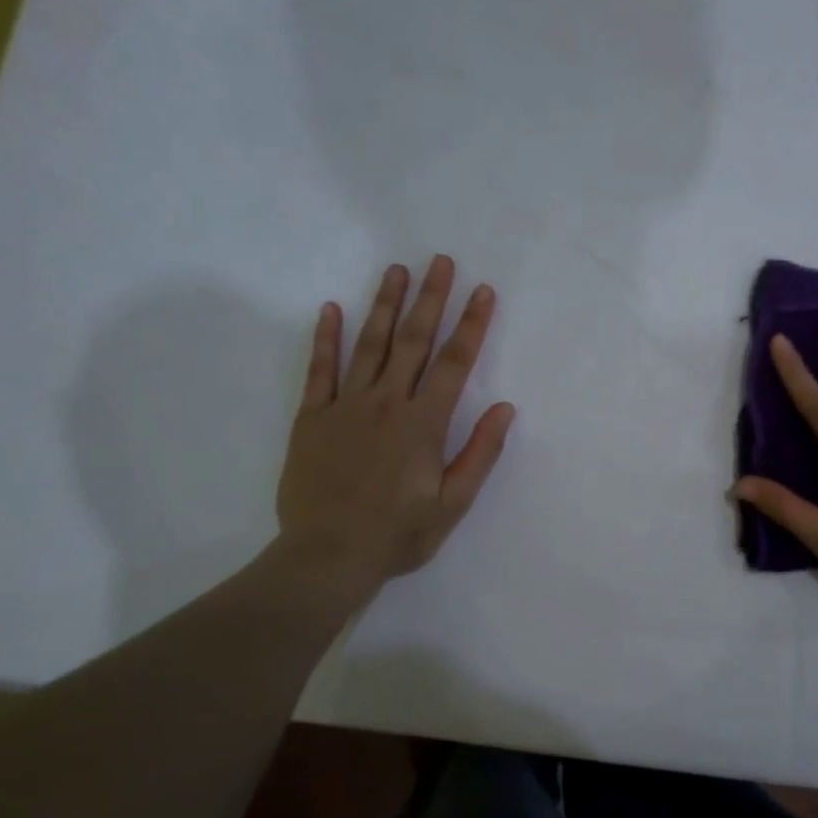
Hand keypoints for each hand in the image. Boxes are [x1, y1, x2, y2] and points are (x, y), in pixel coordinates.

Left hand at [274, 255, 513, 597]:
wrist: (327, 556)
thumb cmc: (398, 534)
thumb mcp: (452, 504)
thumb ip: (479, 454)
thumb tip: (506, 409)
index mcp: (423, 424)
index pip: (454, 363)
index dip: (472, 325)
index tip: (483, 292)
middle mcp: (385, 404)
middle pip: (413, 341)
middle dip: (430, 299)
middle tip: (440, 261)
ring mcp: (344, 407)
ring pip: (368, 345)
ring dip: (384, 304)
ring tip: (396, 270)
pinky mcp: (312, 418)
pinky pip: (319, 371)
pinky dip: (326, 338)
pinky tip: (332, 309)